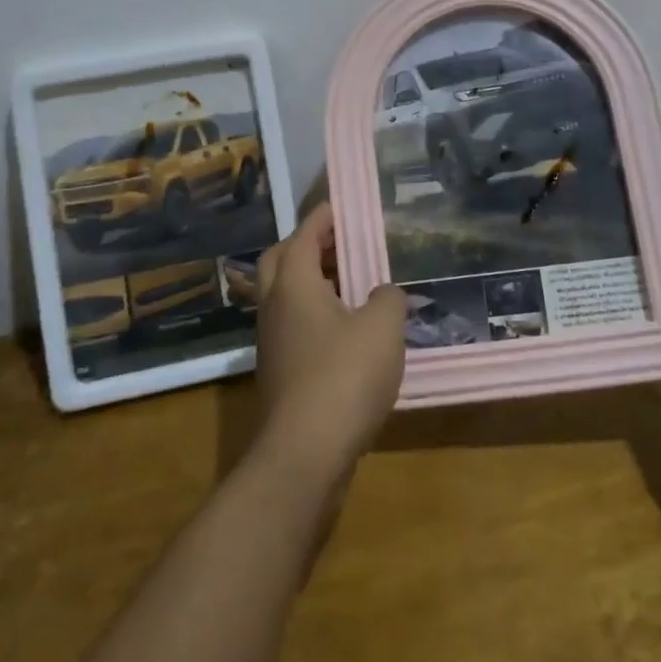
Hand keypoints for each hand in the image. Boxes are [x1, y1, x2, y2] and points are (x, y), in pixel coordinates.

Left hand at [250, 203, 406, 479]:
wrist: (305, 455)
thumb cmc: (344, 376)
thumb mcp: (382, 328)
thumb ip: (388, 299)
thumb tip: (383, 294)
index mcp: (294, 284)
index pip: (303, 235)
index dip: (321, 218)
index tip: (338, 207)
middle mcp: (274, 307)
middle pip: (280, 261)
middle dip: (306, 245)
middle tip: (339, 244)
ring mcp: (272, 342)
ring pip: (284, 297)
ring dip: (311, 283)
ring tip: (350, 286)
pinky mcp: (279, 374)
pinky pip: (293, 327)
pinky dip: (314, 316)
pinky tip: (346, 332)